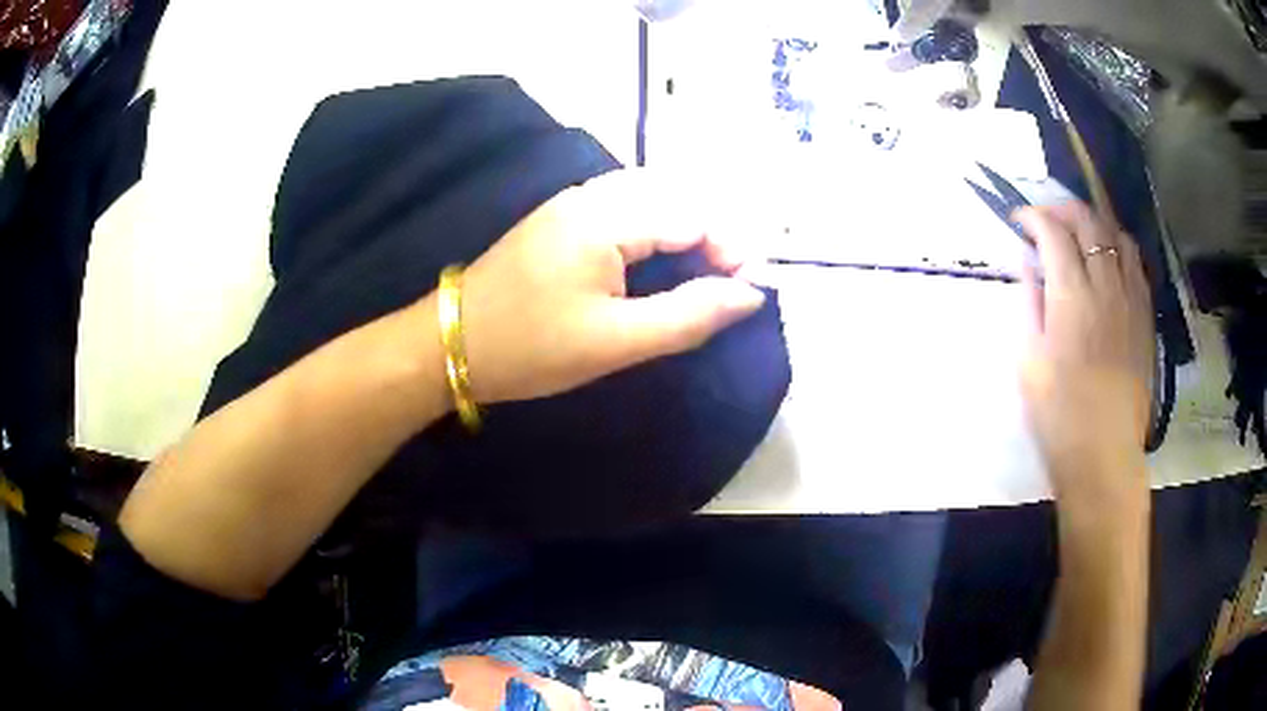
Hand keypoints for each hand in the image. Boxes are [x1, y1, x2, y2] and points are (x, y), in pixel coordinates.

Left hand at [456, 169, 765, 403]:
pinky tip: (661, 261)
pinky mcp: (562, 216)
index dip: (732, 249)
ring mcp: (573, 200)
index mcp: (607, 217)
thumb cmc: (531, 348)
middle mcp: (593, 193)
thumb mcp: (616, 342)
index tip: (750, 292)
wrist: (450, 343)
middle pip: (677, 195)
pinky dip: (657, 228)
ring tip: (704, 275)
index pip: (694, 214)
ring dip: (687, 229)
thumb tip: (750, 295)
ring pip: (653, 197)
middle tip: (730, 285)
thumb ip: (688, 315)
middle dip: (714, 234)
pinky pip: (626, 206)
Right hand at [1015, 202, 1153, 498]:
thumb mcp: (1028, 361)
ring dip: (1094, 223)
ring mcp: (1130, 299)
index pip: (1053, 232)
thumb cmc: (1058, 415)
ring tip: (1080, 233)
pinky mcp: (1144, 317)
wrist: (1103, 454)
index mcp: (1071, 297)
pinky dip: (1119, 248)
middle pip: (1088, 223)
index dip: (1033, 217)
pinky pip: (1136, 264)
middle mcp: (1105, 287)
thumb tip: (1027, 262)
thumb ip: (1028, 303)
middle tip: (1046, 217)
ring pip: (1116, 236)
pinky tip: (1109, 259)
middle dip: (1063, 208)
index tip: (1019, 220)